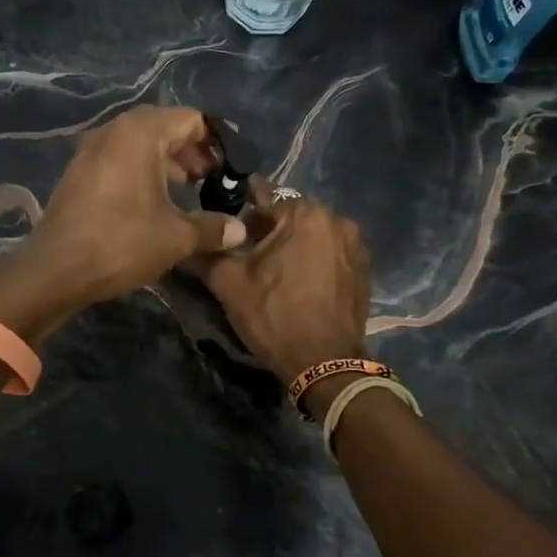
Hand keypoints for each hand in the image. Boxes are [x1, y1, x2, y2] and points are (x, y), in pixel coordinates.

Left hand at [25, 106, 247, 306]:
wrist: (55, 270)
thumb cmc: (121, 243)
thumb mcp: (176, 237)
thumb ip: (212, 228)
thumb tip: (240, 230)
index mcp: (140, 132)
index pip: (191, 119)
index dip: (217, 141)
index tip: (233, 167)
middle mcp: (113, 130)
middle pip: (164, 127)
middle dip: (192, 151)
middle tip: (213, 179)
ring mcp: (90, 150)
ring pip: (140, 144)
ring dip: (167, 162)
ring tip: (189, 191)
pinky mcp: (78, 172)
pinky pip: (119, 159)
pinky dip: (142, 171)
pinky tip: (154, 202)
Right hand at [201, 184, 371, 384]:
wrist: (326, 364)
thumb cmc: (275, 317)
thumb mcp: (229, 283)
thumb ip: (208, 249)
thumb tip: (192, 234)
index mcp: (304, 213)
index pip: (261, 192)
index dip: (236, 205)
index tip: (221, 221)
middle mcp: (336, 218)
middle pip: (288, 210)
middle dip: (265, 226)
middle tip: (244, 251)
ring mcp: (355, 243)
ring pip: (310, 230)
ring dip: (290, 241)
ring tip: (271, 268)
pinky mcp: (364, 267)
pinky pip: (329, 249)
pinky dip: (312, 256)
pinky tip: (298, 280)